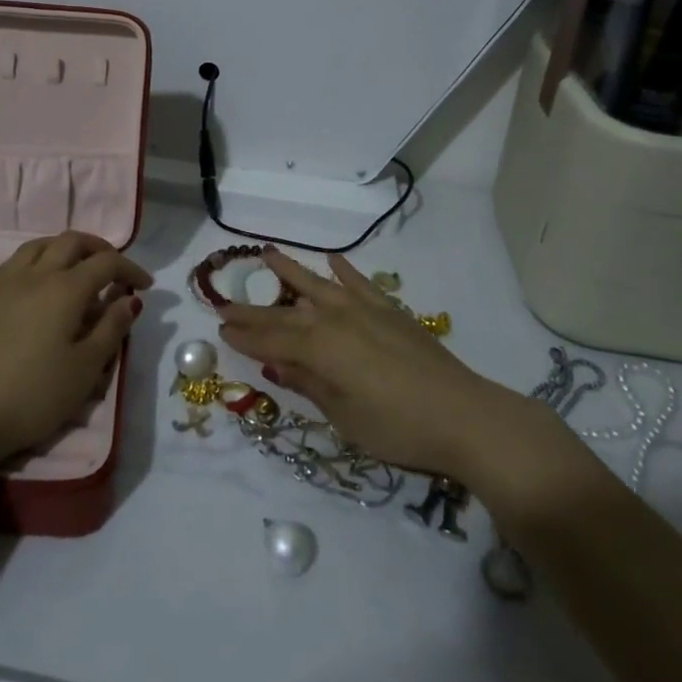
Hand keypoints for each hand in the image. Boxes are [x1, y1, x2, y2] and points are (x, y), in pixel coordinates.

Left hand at [0, 231, 150, 464]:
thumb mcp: (85, 369)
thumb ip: (111, 329)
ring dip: (64, 248)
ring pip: (39, 245)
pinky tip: (33, 285)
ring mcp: (3, 281)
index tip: (144, 285)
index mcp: (66, 288)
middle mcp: (35, 273)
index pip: (106, 263)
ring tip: (74, 268)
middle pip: (72, 242)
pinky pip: (12, 263)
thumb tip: (130, 300)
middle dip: (98, 249)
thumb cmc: (33, 395)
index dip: (130, 269)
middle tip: (112, 269)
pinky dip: (34, 262)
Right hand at [218, 248, 578, 509]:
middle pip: (285, 313)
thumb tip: (276, 362)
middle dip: (253, 310)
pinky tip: (331, 259)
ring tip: (266, 254)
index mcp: (319, 348)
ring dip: (289, 270)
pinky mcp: (389, 308)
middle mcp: (334, 318)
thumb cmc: (397, 427)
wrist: (462, 414)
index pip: (271, 340)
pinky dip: (343, 269)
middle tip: (225, 302)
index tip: (220, 327)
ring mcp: (363, 308)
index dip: (244, 336)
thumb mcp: (344, 417)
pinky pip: (359, 281)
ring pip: (316, 284)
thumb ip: (309, 384)